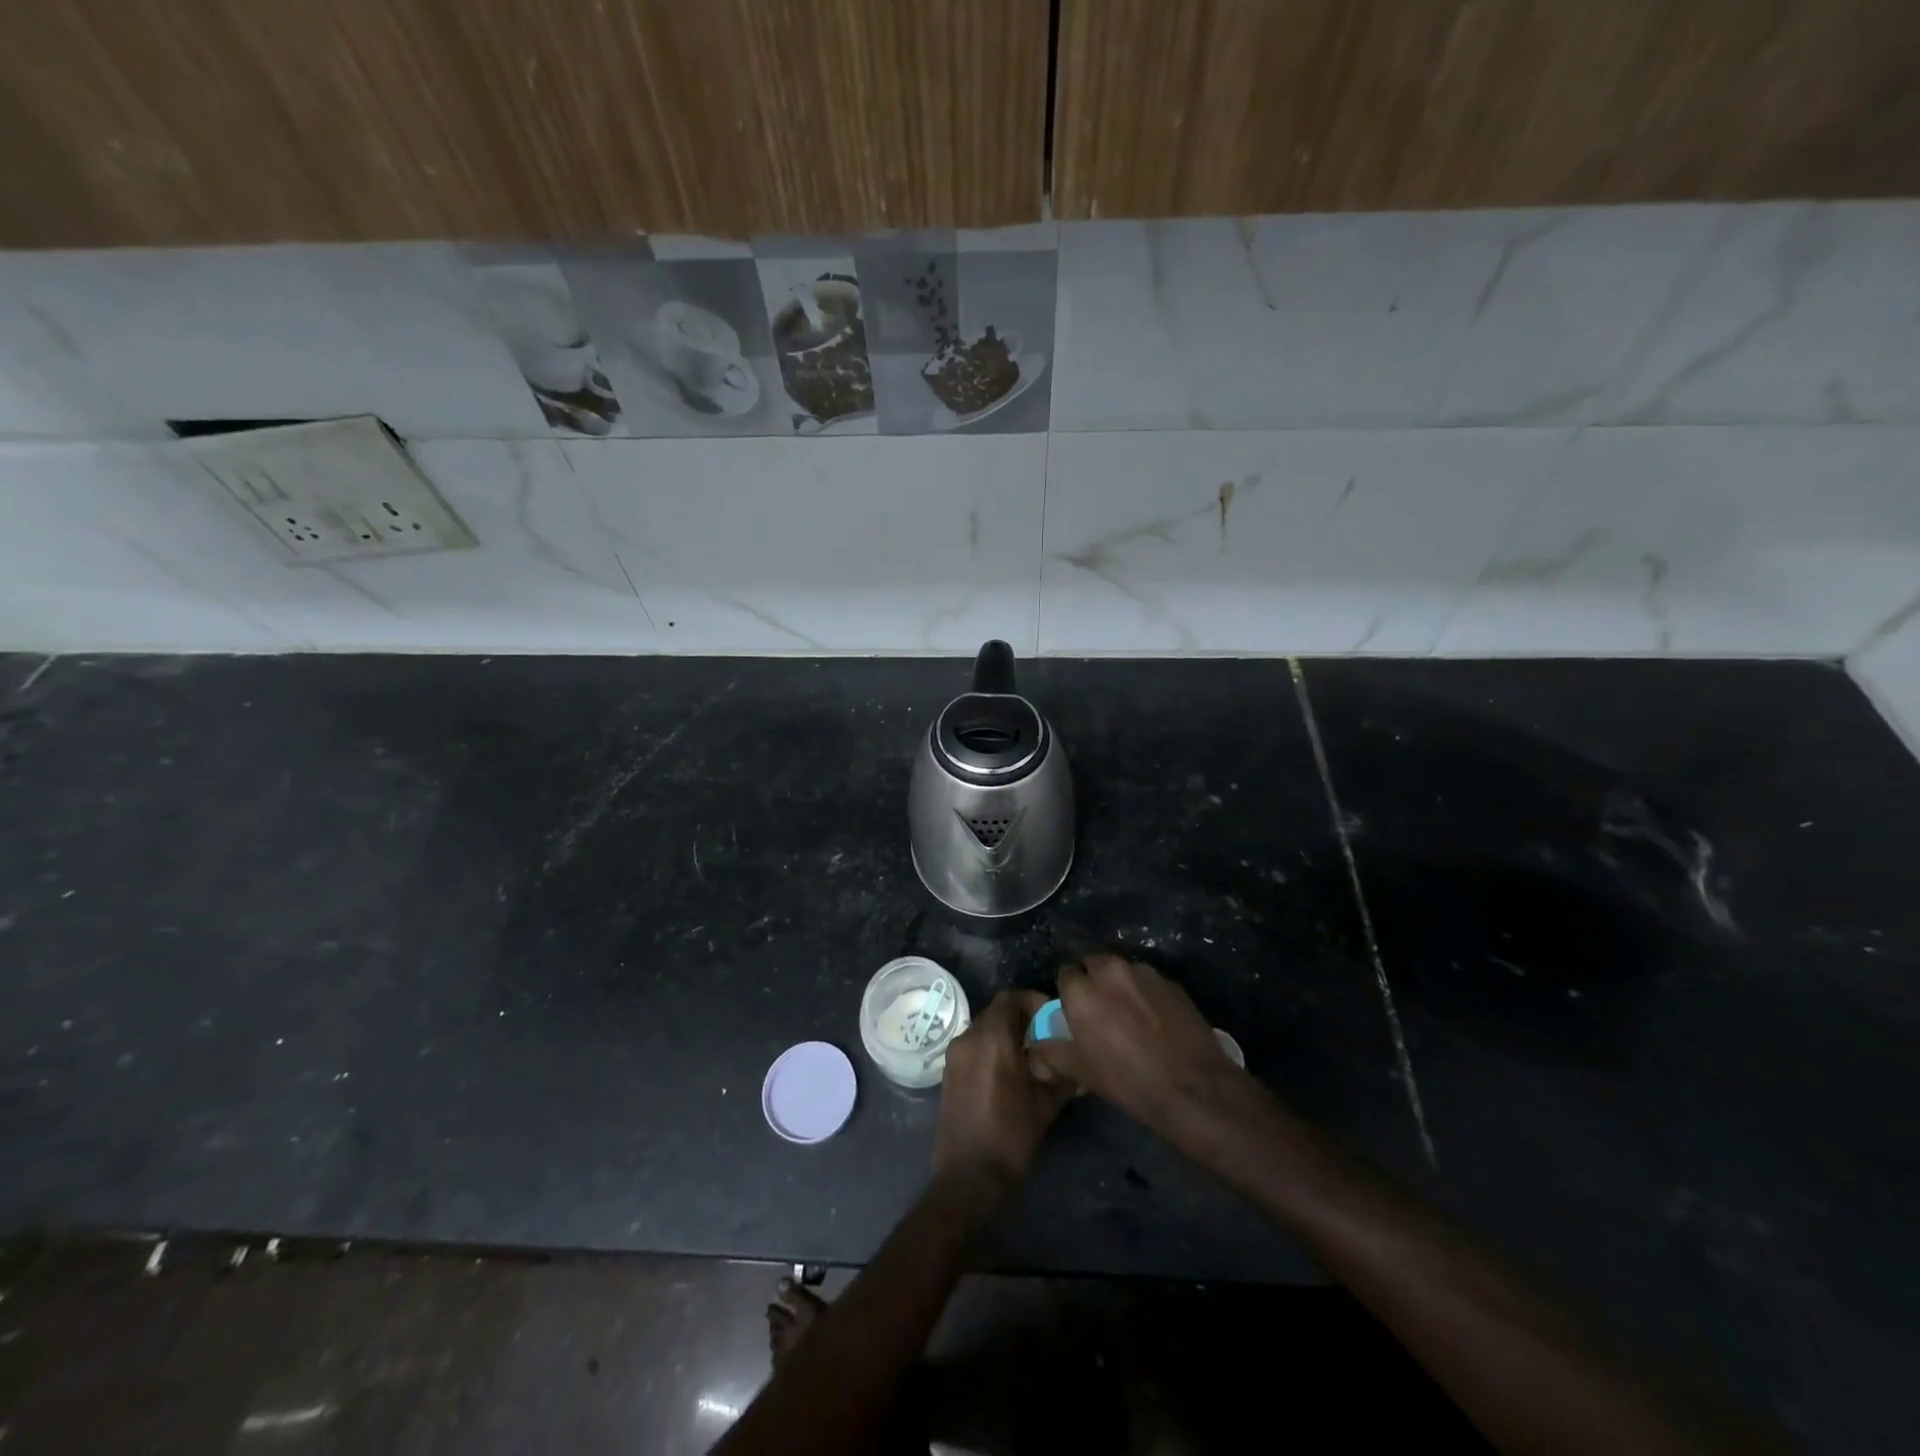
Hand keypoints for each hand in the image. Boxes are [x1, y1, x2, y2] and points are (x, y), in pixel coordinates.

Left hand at [933, 990, 1071, 1201]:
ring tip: (1031, 1057)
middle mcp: (968, 1038)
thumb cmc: (1011, 1137)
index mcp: (991, 1039)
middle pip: (997, 1011)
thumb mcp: (1046, 1104)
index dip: (1033, 1001)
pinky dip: (992, 1048)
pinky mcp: (948, 1072)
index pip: (1011, 998)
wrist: (969, 1177)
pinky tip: (1010, 1073)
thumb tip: (1081, 1061)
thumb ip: (1063, 1074)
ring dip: (1006, 1034)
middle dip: (1022, 1019)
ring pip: (984, 1028)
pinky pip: (973, 1046)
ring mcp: (954, 1055)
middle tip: (1046, 1038)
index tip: (1052, 1019)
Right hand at [1028, 952, 1245, 1133]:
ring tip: (1130, 1014)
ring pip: (1122, 970)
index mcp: (1082, 991)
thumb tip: (1038, 1043)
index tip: (1076, 1013)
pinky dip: (1146, 993)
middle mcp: (1111, 971)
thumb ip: (1053, 1051)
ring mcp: (1145, 973)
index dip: (1069, 993)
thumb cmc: (1130, 1082)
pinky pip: (1149, 981)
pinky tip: (1155, 1019)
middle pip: (1094, 964)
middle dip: (1094, 981)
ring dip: (1120, 984)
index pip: (1065, 974)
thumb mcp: (1082, 1073)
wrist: (1194, 1088)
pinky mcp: (1171, 982)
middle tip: (1101, 1011)